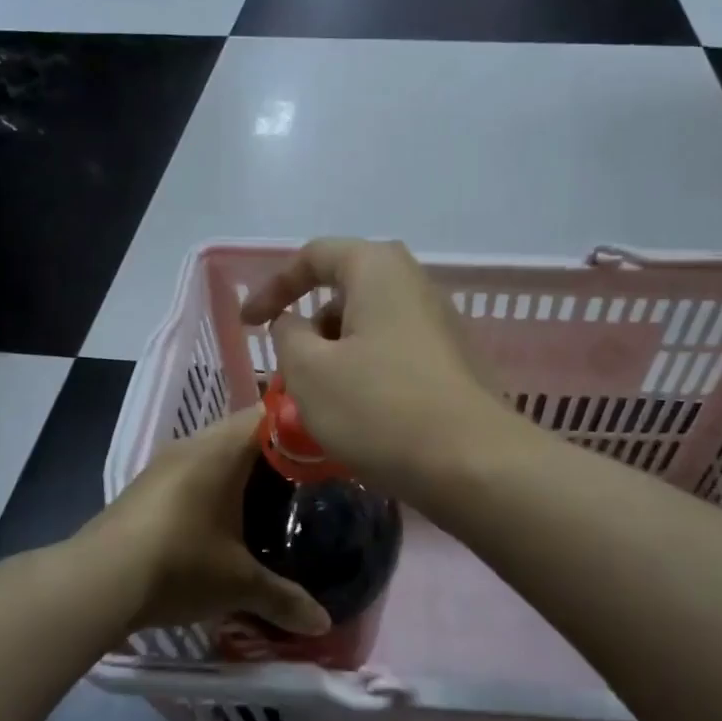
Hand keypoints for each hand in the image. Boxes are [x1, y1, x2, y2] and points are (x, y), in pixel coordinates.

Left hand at [88, 407, 329, 636]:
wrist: (96, 582)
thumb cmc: (179, 564)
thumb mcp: (239, 584)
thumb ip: (284, 599)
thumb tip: (323, 624)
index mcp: (222, 449)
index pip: (270, 414)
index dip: (301, 427)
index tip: (326, 450)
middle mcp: (193, 444)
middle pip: (243, 431)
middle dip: (274, 453)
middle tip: (305, 482)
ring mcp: (164, 464)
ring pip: (214, 451)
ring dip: (239, 470)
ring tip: (270, 501)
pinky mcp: (145, 487)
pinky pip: (192, 471)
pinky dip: (213, 485)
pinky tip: (223, 519)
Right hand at [238, 238, 505, 496]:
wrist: (473, 464)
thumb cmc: (380, 408)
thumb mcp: (309, 372)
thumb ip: (288, 336)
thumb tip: (296, 323)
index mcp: (378, 269)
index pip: (314, 256)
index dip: (273, 286)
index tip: (248, 323)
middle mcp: (415, 284)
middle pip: (346, 292)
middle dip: (309, 327)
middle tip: (290, 370)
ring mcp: (441, 324)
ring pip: (370, 328)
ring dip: (336, 356)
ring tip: (321, 402)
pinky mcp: (454, 362)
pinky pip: (395, 354)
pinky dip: (366, 373)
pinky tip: (360, 416)